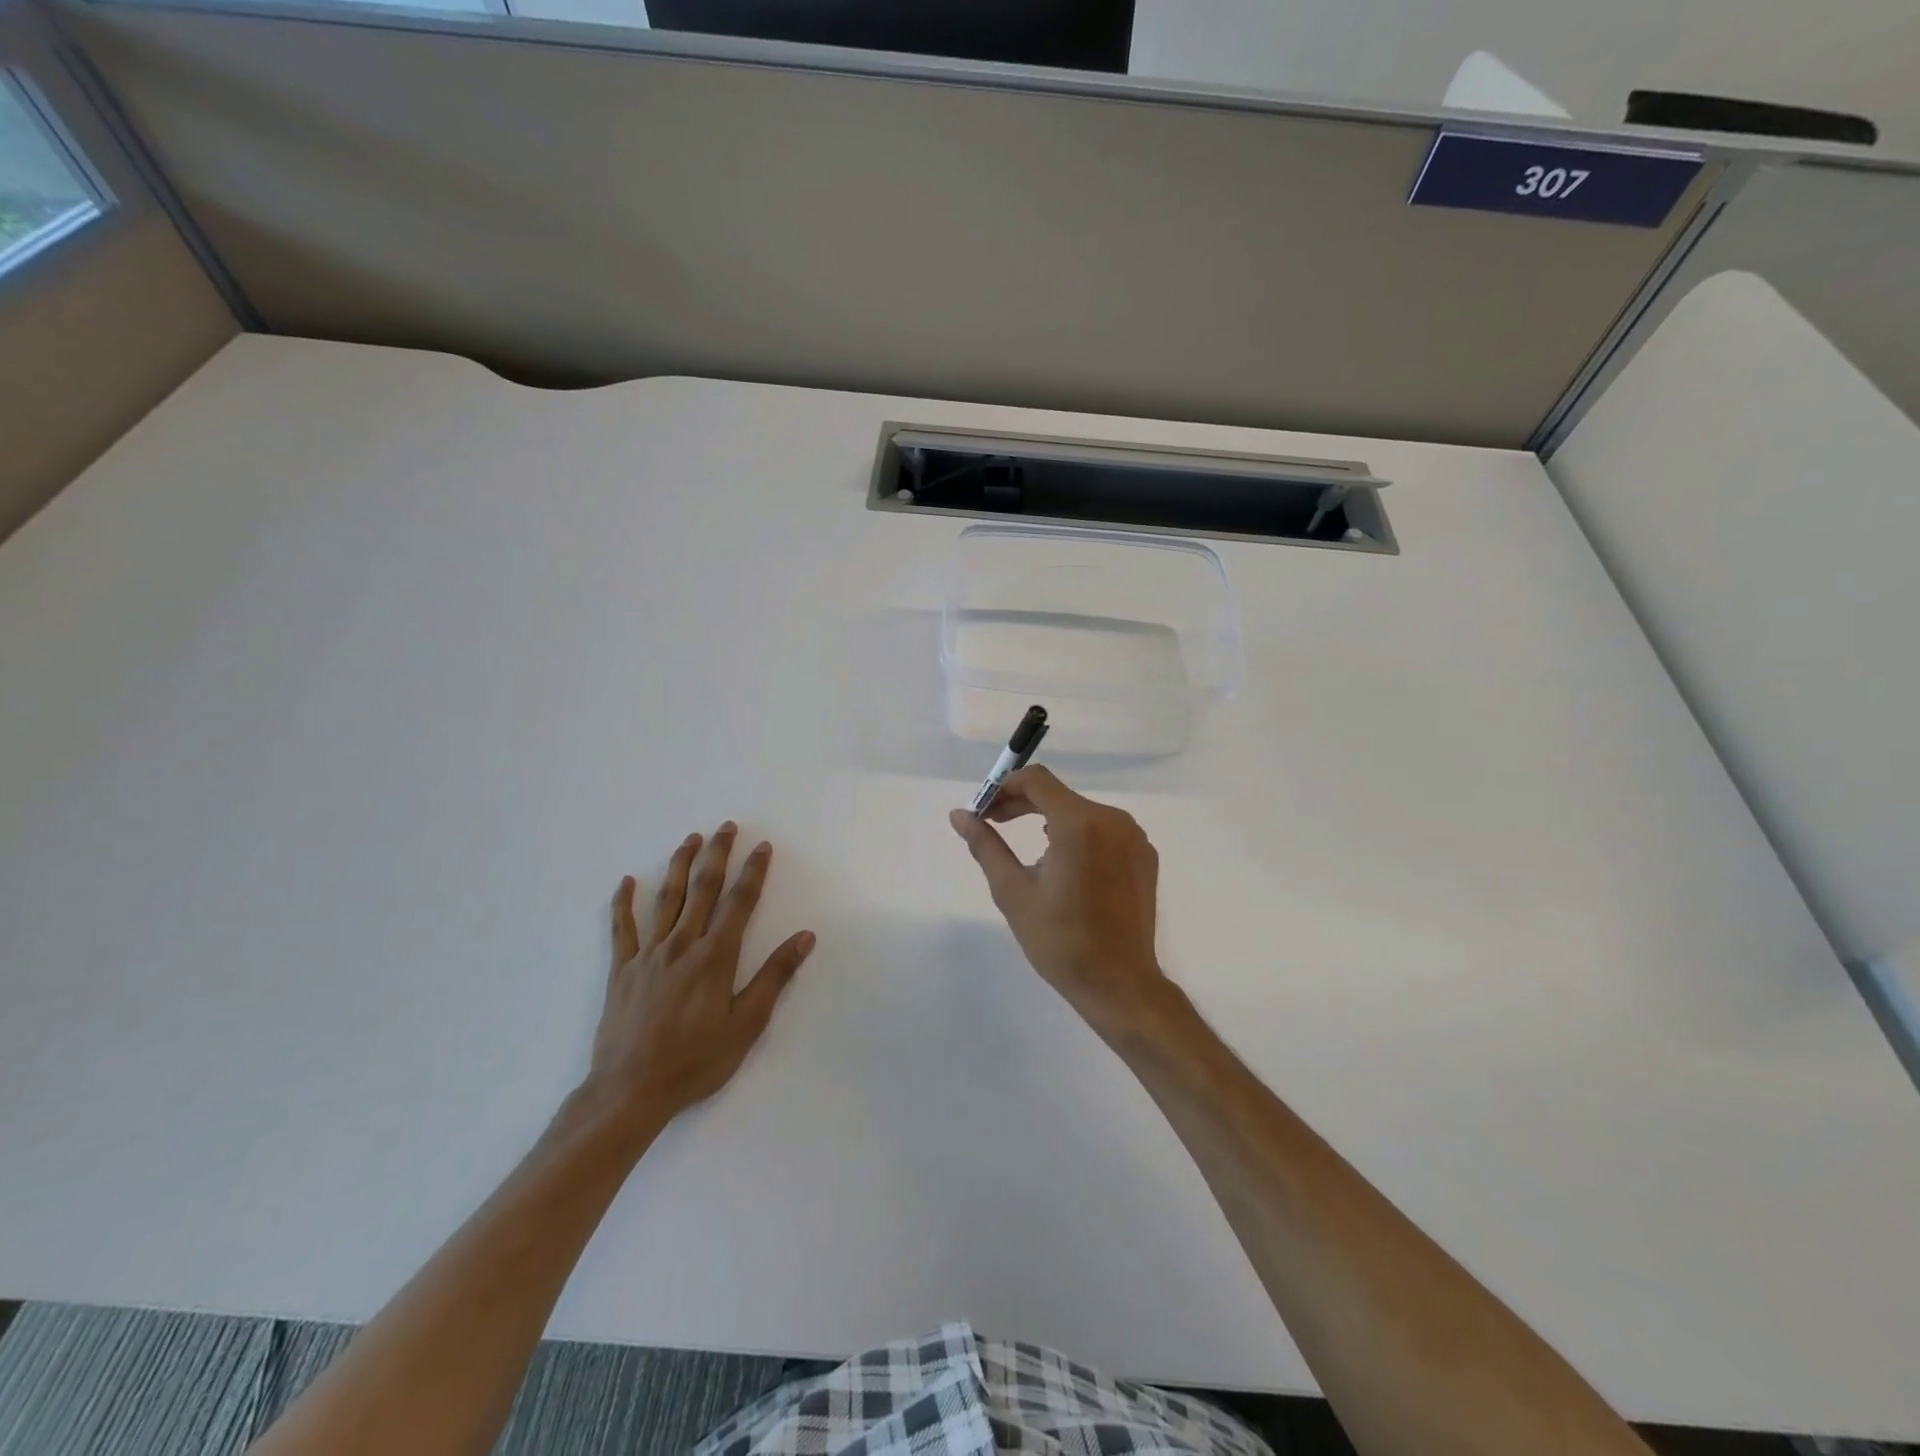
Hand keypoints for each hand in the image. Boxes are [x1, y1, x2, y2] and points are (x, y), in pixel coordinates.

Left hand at [581, 823, 814, 1131]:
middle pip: (702, 889)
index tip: (762, 847)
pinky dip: (623, 903)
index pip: (739, 902)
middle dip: (717, 855)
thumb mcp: (747, 1024)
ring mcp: (647, 955)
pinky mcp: (621, 970)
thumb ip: (774, 976)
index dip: (753, 872)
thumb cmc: (696, 1060)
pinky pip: (621, 929)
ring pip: (666, 899)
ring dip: (679, 865)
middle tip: (726, 827)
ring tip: (690, 839)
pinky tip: (627, 881)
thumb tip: (804, 937)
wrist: (630, 1091)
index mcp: (715, 956)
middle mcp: (682, 945)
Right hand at [949, 767, 1170, 1033]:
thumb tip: (959, 815)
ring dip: (1048, 818)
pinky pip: (1103, 830)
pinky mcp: (1144, 856)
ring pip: (1081, 812)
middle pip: (1059, 795)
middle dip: (1022, 803)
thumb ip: (985, 845)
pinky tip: (1061, 861)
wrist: (1119, 984)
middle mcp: (1114, 820)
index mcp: (1081, 824)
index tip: (982, 809)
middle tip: (991, 823)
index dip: (1004, 787)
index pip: (1037, 781)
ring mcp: (1134, 838)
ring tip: (1023, 843)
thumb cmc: (1060, 940)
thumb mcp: (1013, 891)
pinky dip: (1077, 835)